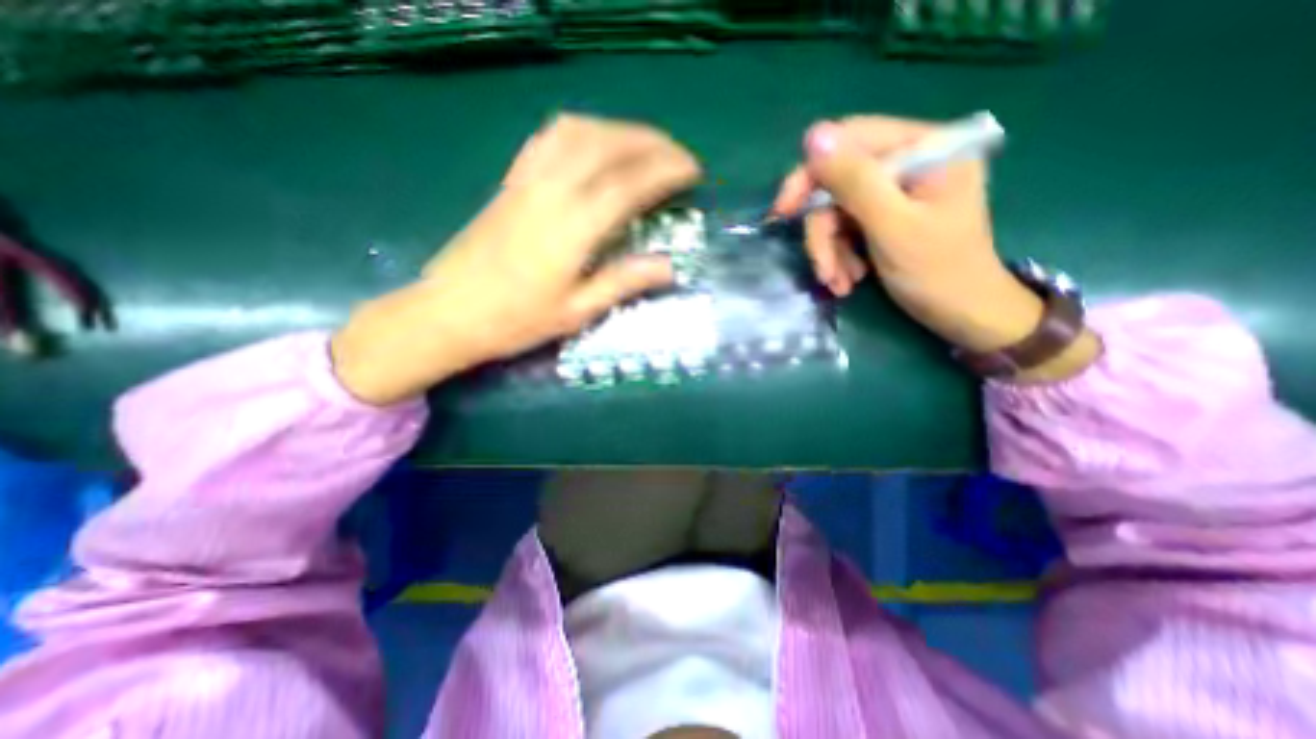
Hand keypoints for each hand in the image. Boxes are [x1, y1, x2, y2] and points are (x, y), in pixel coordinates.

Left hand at [334, 116, 702, 405]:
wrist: (449, 313)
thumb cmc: (516, 321)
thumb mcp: (577, 312)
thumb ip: (623, 282)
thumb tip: (669, 266)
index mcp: (571, 228)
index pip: (629, 184)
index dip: (666, 171)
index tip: (693, 171)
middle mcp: (550, 192)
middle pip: (607, 145)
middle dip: (650, 142)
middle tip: (678, 155)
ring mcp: (526, 181)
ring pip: (578, 131)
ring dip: (618, 130)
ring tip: (644, 145)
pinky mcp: (511, 181)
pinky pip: (548, 138)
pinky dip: (582, 130)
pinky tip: (595, 142)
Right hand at [774, 114, 1096, 381]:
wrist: (963, 314)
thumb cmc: (938, 272)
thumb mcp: (893, 227)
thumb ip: (855, 181)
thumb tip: (813, 137)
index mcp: (925, 147)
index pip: (850, 142)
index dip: (810, 174)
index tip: (783, 213)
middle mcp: (909, 161)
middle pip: (838, 183)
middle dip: (824, 231)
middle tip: (822, 270)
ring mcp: (895, 190)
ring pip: (837, 210)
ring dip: (830, 251)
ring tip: (840, 283)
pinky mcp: (885, 215)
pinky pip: (845, 228)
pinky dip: (840, 255)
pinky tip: (849, 280)